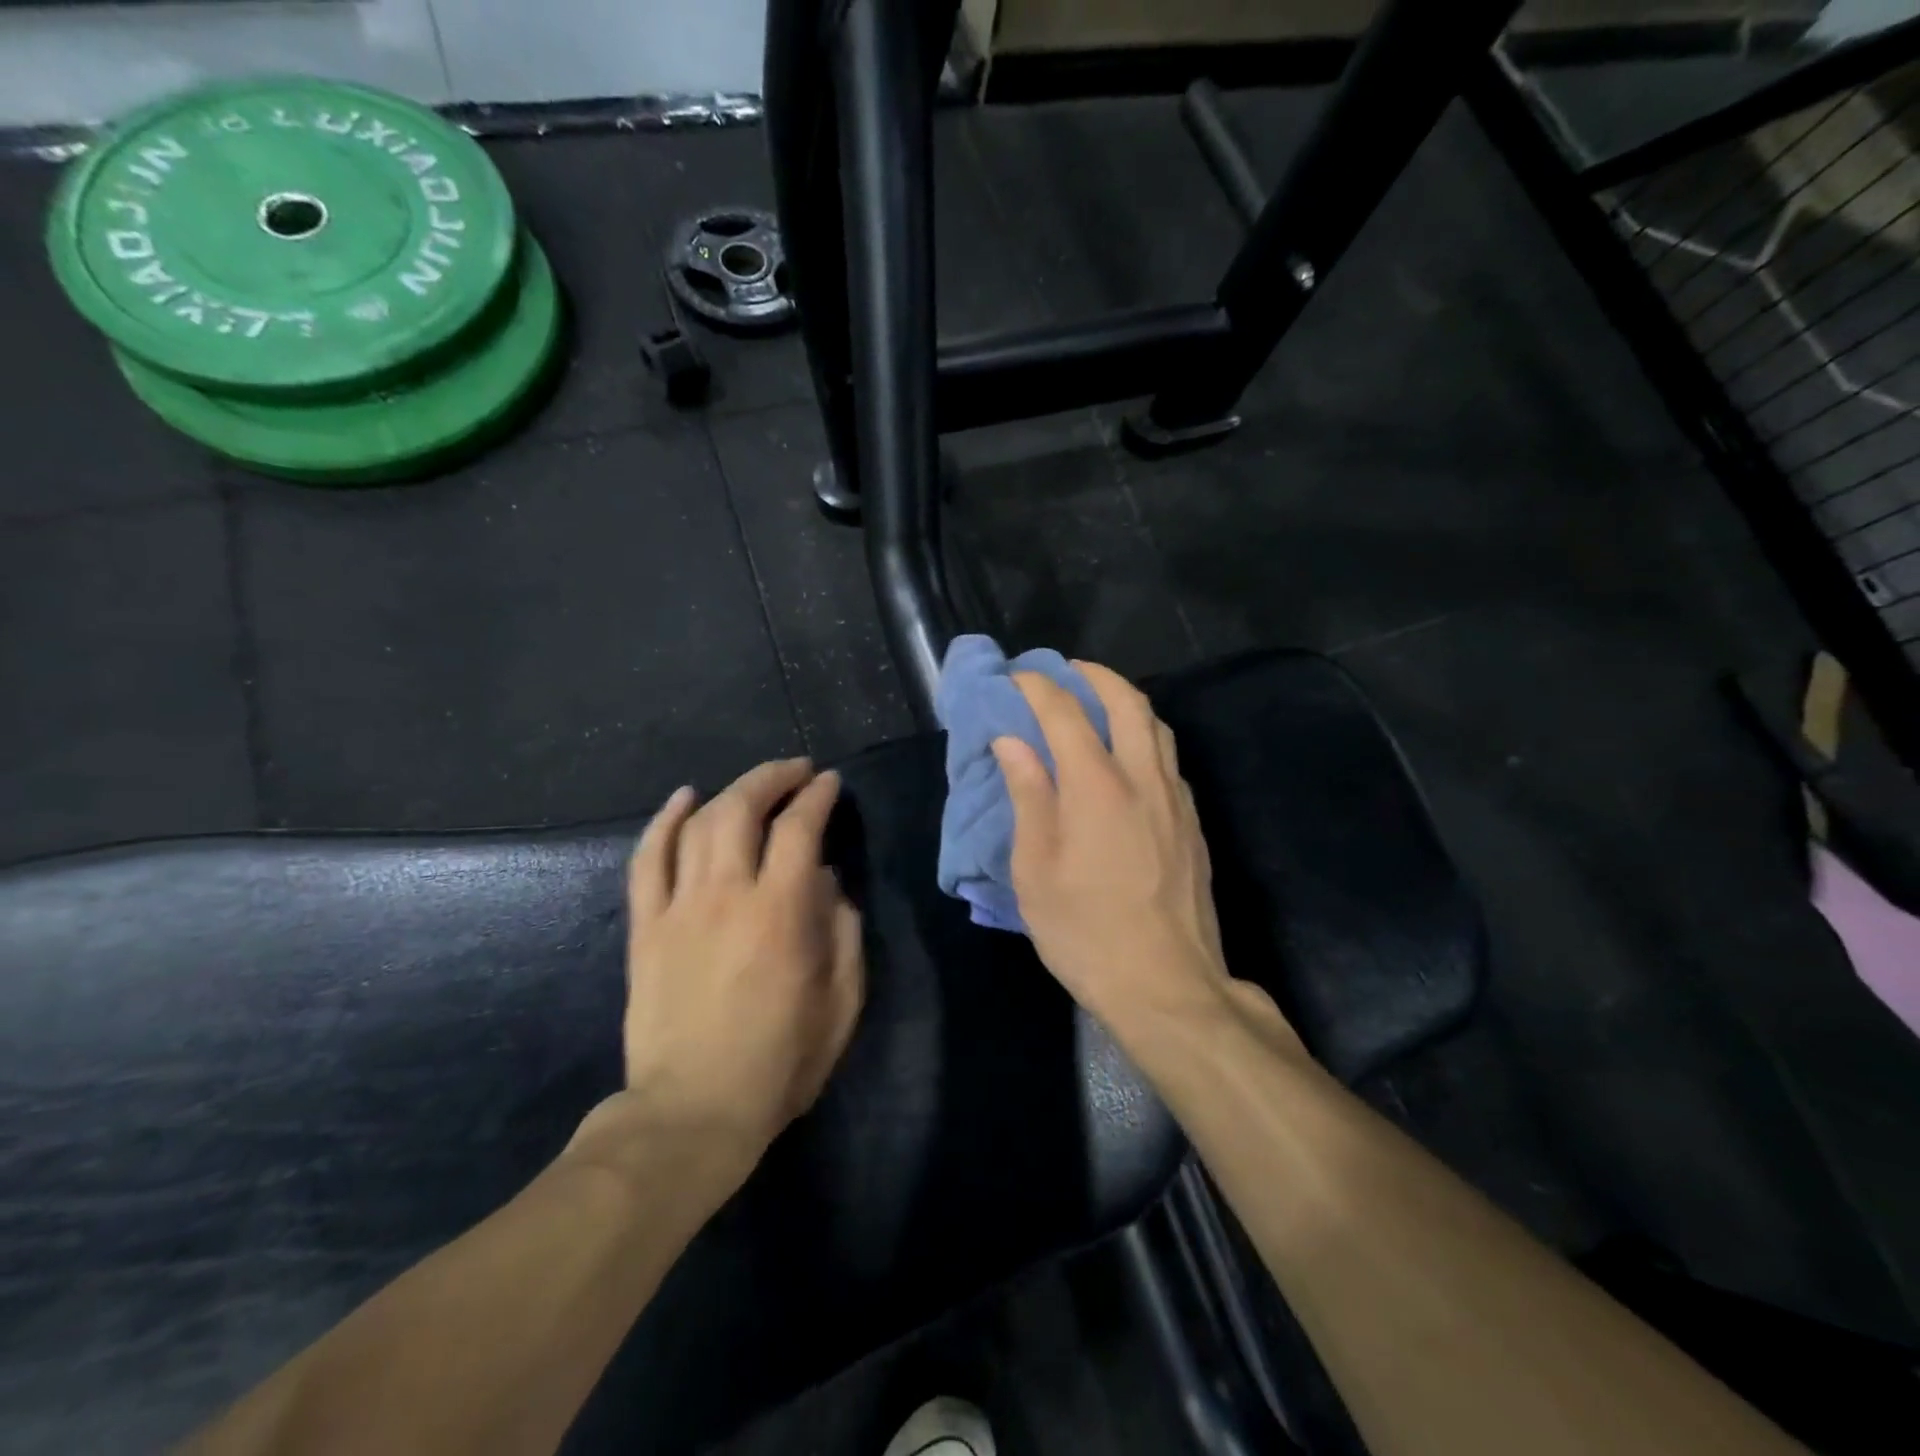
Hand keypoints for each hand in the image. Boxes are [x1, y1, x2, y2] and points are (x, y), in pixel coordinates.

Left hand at [617, 758, 864, 1160]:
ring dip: (729, 792)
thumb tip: (827, 881)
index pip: (800, 829)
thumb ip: (843, 931)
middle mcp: (727, 896)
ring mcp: (678, 909)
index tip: (830, 783)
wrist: (693, 1112)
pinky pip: (648, 860)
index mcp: (781, 914)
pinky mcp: (645, 928)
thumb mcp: (841, 1002)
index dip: (817, 797)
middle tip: (796, 770)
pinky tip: (683, 798)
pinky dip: (663, 822)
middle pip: (742, 809)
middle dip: (773, 778)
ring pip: (697, 825)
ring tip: (753, 784)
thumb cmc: (781, 1061)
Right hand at [993, 664, 1291, 1048]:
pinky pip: (1169, 758)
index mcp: (1096, 787)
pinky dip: (1145, 736)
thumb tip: (1012, 741)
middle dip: (1093, 675)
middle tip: (1064, 673)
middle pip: (1127, 700)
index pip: (1065, 712)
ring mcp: (1176, 799)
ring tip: (1096, 704)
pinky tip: (1126, 757)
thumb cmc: (1085, 932)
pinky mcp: (1193, 822)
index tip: (1016, 678)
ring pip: (1157, 725)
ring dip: (1126, 700)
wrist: (1167, 985)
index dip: (1037, 686)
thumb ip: (1028, 796)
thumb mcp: (1035, 870)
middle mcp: (1143, 779)